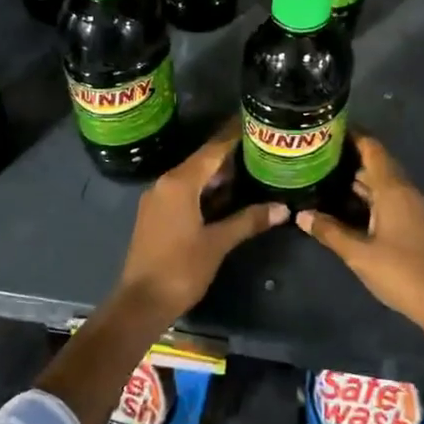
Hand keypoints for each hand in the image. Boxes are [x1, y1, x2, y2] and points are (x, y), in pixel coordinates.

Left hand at [113, 126, 287, 327]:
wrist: (141, 302)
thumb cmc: (180, 269)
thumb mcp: (218, 243)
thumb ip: (249, 220)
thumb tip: (283, 208)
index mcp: (179, 183)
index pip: (212, 150)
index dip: (234, 135)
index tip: (254, 121)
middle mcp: (165, 183)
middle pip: (203, 161)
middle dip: (231, 155)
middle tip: (262, 147)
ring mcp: (158, 199)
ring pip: (194, 177)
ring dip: (219, 175)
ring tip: (252, 168)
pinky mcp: (156, 215)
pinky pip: (185, 192)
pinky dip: (206, 190)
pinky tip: (228, 196)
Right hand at [296, 135, 423, 326]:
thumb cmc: (401, 272)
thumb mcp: (359, 254)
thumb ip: (330, 231)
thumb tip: (301, 215)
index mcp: (393, 189)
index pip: (372, 148)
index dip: (352, 134)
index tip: (327, 128)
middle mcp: (404, 190)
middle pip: (376, 163)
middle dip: (348, 157)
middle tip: (315, 154)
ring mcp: (412, 206)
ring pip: (381, 182)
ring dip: (356, 178)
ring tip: (323, 175)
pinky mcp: (414, 222)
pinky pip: (387, 198)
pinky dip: (366, 195)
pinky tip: (345, 204)